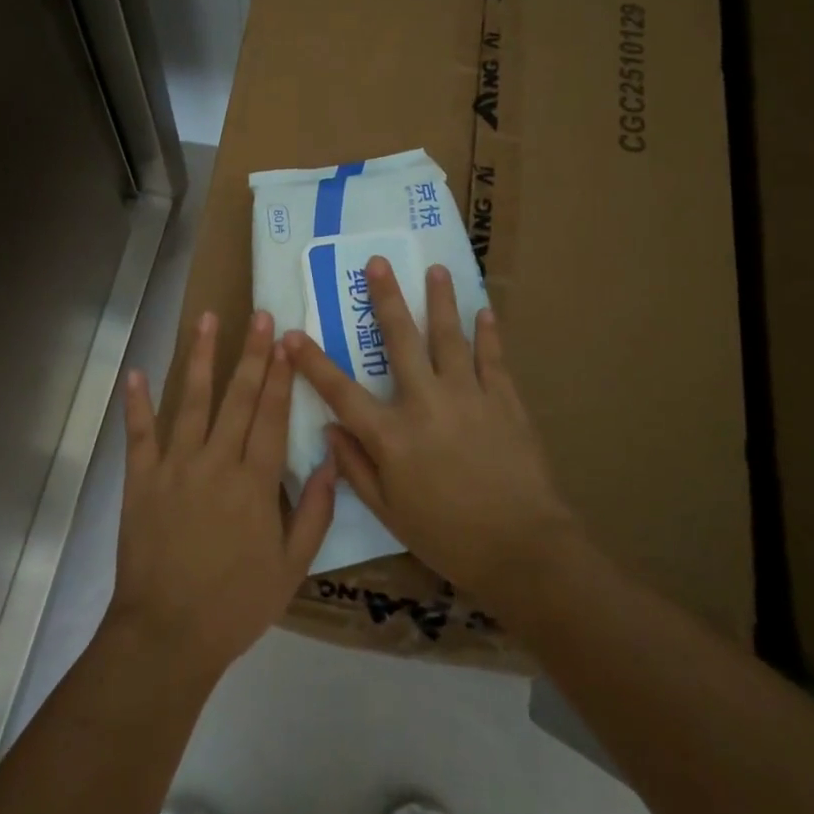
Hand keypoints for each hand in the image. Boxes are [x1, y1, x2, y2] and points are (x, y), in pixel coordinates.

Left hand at [107, 310, 336, 684]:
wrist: (167, 635)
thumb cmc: (236, 604)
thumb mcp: (292, 567)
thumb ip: (316, 511)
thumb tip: (333, 459)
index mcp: (255, 483)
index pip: (272, 415)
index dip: (281, 376)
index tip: (286, 341)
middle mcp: (216, 463)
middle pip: (237, 398)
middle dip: (251, 353)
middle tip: (260, 316)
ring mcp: (175, 467)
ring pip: (190, 401)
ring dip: (199, 358)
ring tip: (207, 320)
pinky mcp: (141, 480)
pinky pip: (139, 434)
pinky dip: (137, 403)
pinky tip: (137, 372)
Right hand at [284, 258, 574, 605]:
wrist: (523, 549)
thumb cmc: (448, 537)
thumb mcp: (390, 512)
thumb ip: (356, 468)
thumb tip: (329, 431)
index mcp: (392, 435)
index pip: (341, 392)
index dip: (312, 362)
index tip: (291, 334)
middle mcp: (426, 403)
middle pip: (401, 340)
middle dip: (386, 299)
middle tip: (377, 263)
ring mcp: (468, 396)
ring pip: (450, 337)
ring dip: (440, 301)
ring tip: (435, 269)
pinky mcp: (504, 401)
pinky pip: (492, 358)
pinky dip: (488, 334)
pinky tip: (484, 311)